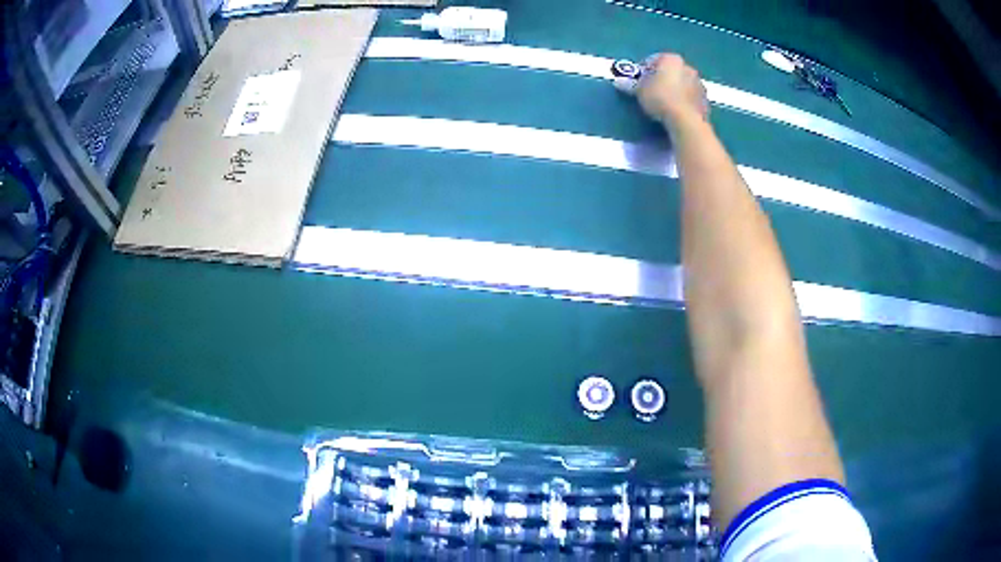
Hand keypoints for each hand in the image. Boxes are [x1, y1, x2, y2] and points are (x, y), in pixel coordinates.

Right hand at [636, 54, 708, 128]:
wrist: (685, 120)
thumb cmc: (660, 98)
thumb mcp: (640, 90)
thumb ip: (632, 84)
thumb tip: (620, 82)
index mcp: (671, 59)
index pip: (653, 60)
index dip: (644, 70)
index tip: (638, 81)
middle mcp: (688, 67)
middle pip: (671, 71)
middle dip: (662, 79)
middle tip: (651, 91)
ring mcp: (699, 83)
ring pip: (682, 84)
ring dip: (675, 89)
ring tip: (664, 103)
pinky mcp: (705, 100)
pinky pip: (690, 97)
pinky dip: (684, 101)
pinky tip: (676, 111)